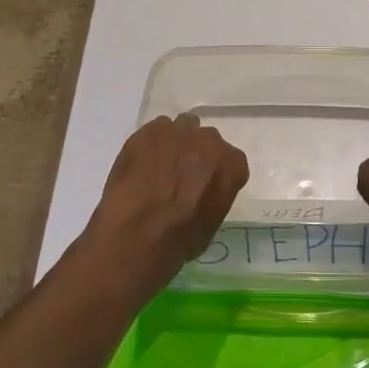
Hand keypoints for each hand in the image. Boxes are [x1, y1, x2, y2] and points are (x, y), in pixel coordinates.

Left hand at [85, 113, 248, 283]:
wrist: (137, 232)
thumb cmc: (180, 239)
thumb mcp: (211, 224)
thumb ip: (213, 197)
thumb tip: (201, 194)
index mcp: (231, 165)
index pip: (231, 162)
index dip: (216, 174)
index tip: (205, 187)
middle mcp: (210, 141)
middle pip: (207, 141)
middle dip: (196, 155)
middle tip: (180, 177)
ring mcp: (178, 132)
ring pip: (181, 129)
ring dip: (175, 144)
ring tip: (158, 167)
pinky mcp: (148, 131)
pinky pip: (155, 130)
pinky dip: (151, 144)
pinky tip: (141, 164)